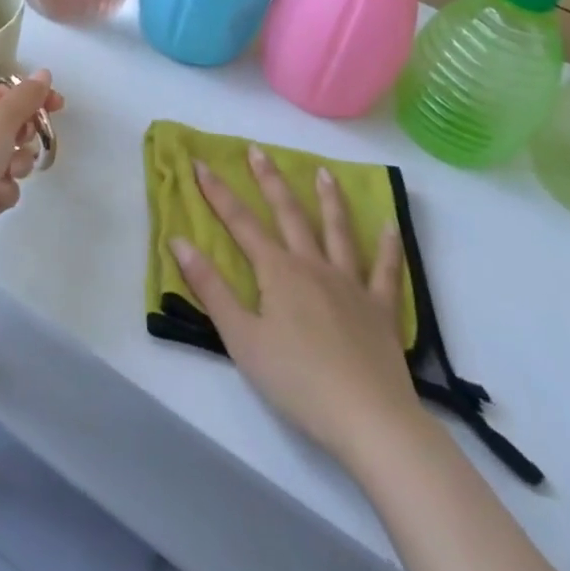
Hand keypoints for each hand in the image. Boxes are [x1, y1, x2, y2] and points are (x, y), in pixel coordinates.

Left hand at [0, 71, 64, 220]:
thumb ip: (26, 97)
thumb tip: (44, 73)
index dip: (30, 99)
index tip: (58, 106)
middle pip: (3, 129)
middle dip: (21, 140)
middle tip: (24, 145)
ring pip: (4, 161)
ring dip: (14, 168)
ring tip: (7, 175)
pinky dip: (0, 192)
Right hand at [173, 146, 421, 461]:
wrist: (370, 420)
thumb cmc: (297, 381)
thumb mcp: (241, 338)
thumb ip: (210, 288)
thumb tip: (179, 241)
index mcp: (278, 271)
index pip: (240, 222)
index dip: (217, 192)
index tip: (200, 162)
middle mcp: (313, 265)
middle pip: (288, 214)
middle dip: (269, 180)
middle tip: (258, 150)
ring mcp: (351, 284)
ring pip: (337, 231)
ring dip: (329, 199)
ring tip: (323, 173)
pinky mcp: (381, 310)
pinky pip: (386, 272)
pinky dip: (388, 248)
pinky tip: (390, 226)